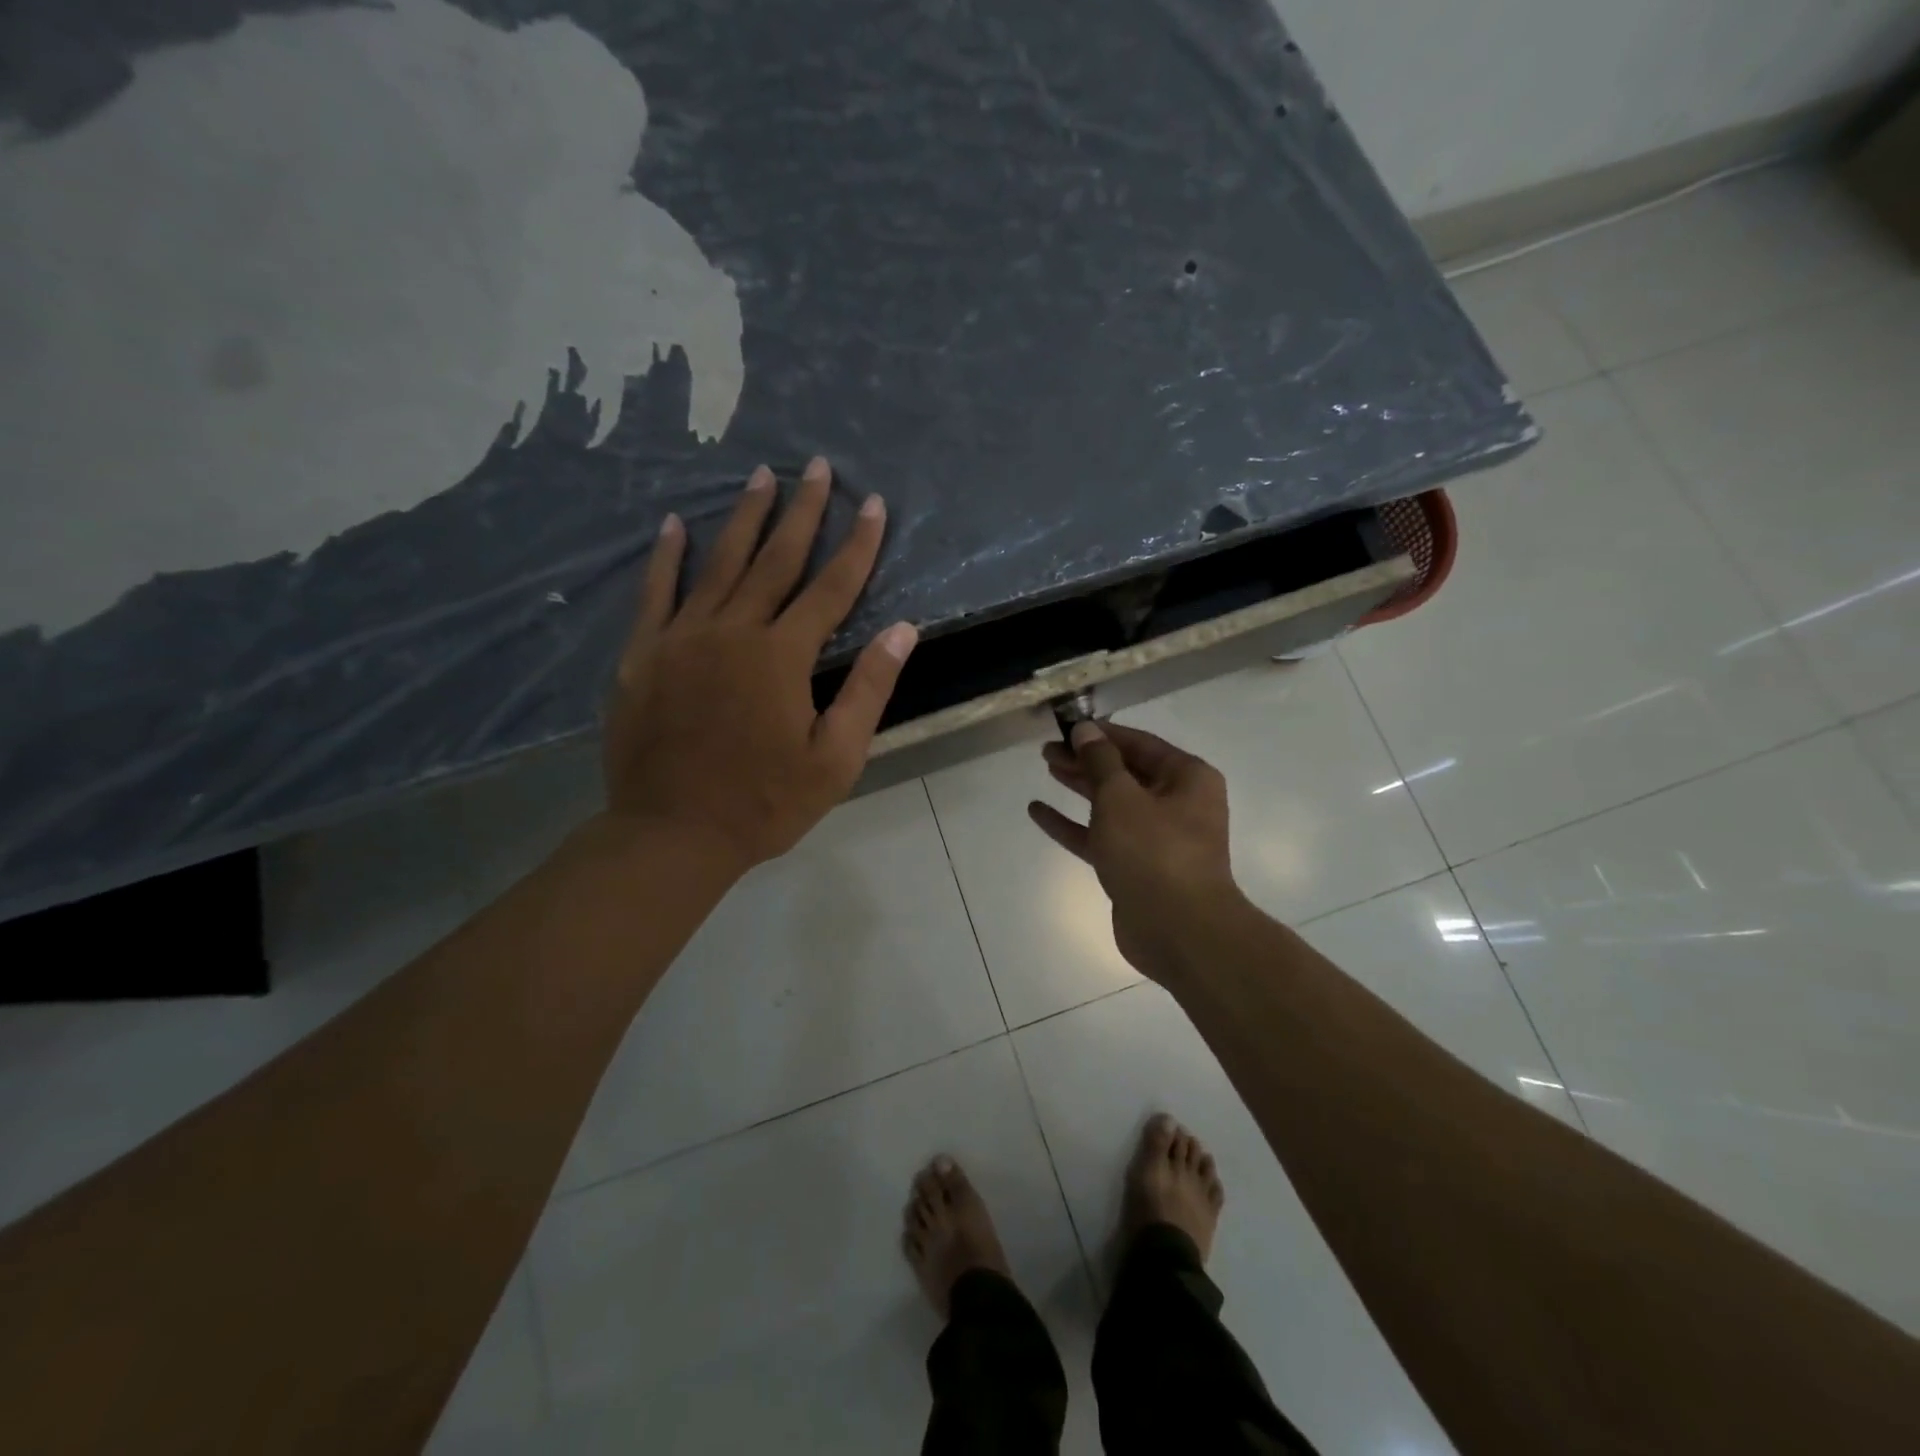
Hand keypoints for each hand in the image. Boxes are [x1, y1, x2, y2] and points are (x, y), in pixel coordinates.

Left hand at [603, 457, 917, 873]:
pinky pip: (656, 592)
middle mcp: (733, 631)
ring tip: (762, 477)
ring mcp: (682, 637)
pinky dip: (667, 556)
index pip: (832, 588)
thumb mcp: (835, 758)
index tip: (874, 504)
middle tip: (817, 467)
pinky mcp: (643, 653)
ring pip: (719, 564)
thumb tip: (902, 629)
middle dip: (803, 512)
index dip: (857, 544)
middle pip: (776, 560)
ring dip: (744, 517)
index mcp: (782, 656)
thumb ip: (868, 689)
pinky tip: (675, 523)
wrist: (672, 834)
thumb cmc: (764, 803)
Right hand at [1029, 721, 1243, 981]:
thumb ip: (1099, 761)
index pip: (1139, 743)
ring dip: (1080, 786)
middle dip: (1087, 759)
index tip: (1067, 727)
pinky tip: (1039, 811)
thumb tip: (1085, 730)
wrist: (1178, 931)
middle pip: (1125, 772)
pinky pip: (1101, 836)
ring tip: (1047, 768)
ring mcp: (1156, 838)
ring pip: (1112, 803)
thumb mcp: (1120, 797)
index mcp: (1187, 778)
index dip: (1102, 734)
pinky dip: (1073, 824)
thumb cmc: (1154, 851)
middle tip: (1048, 750)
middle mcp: (1177, 803)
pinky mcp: (1135, 867)